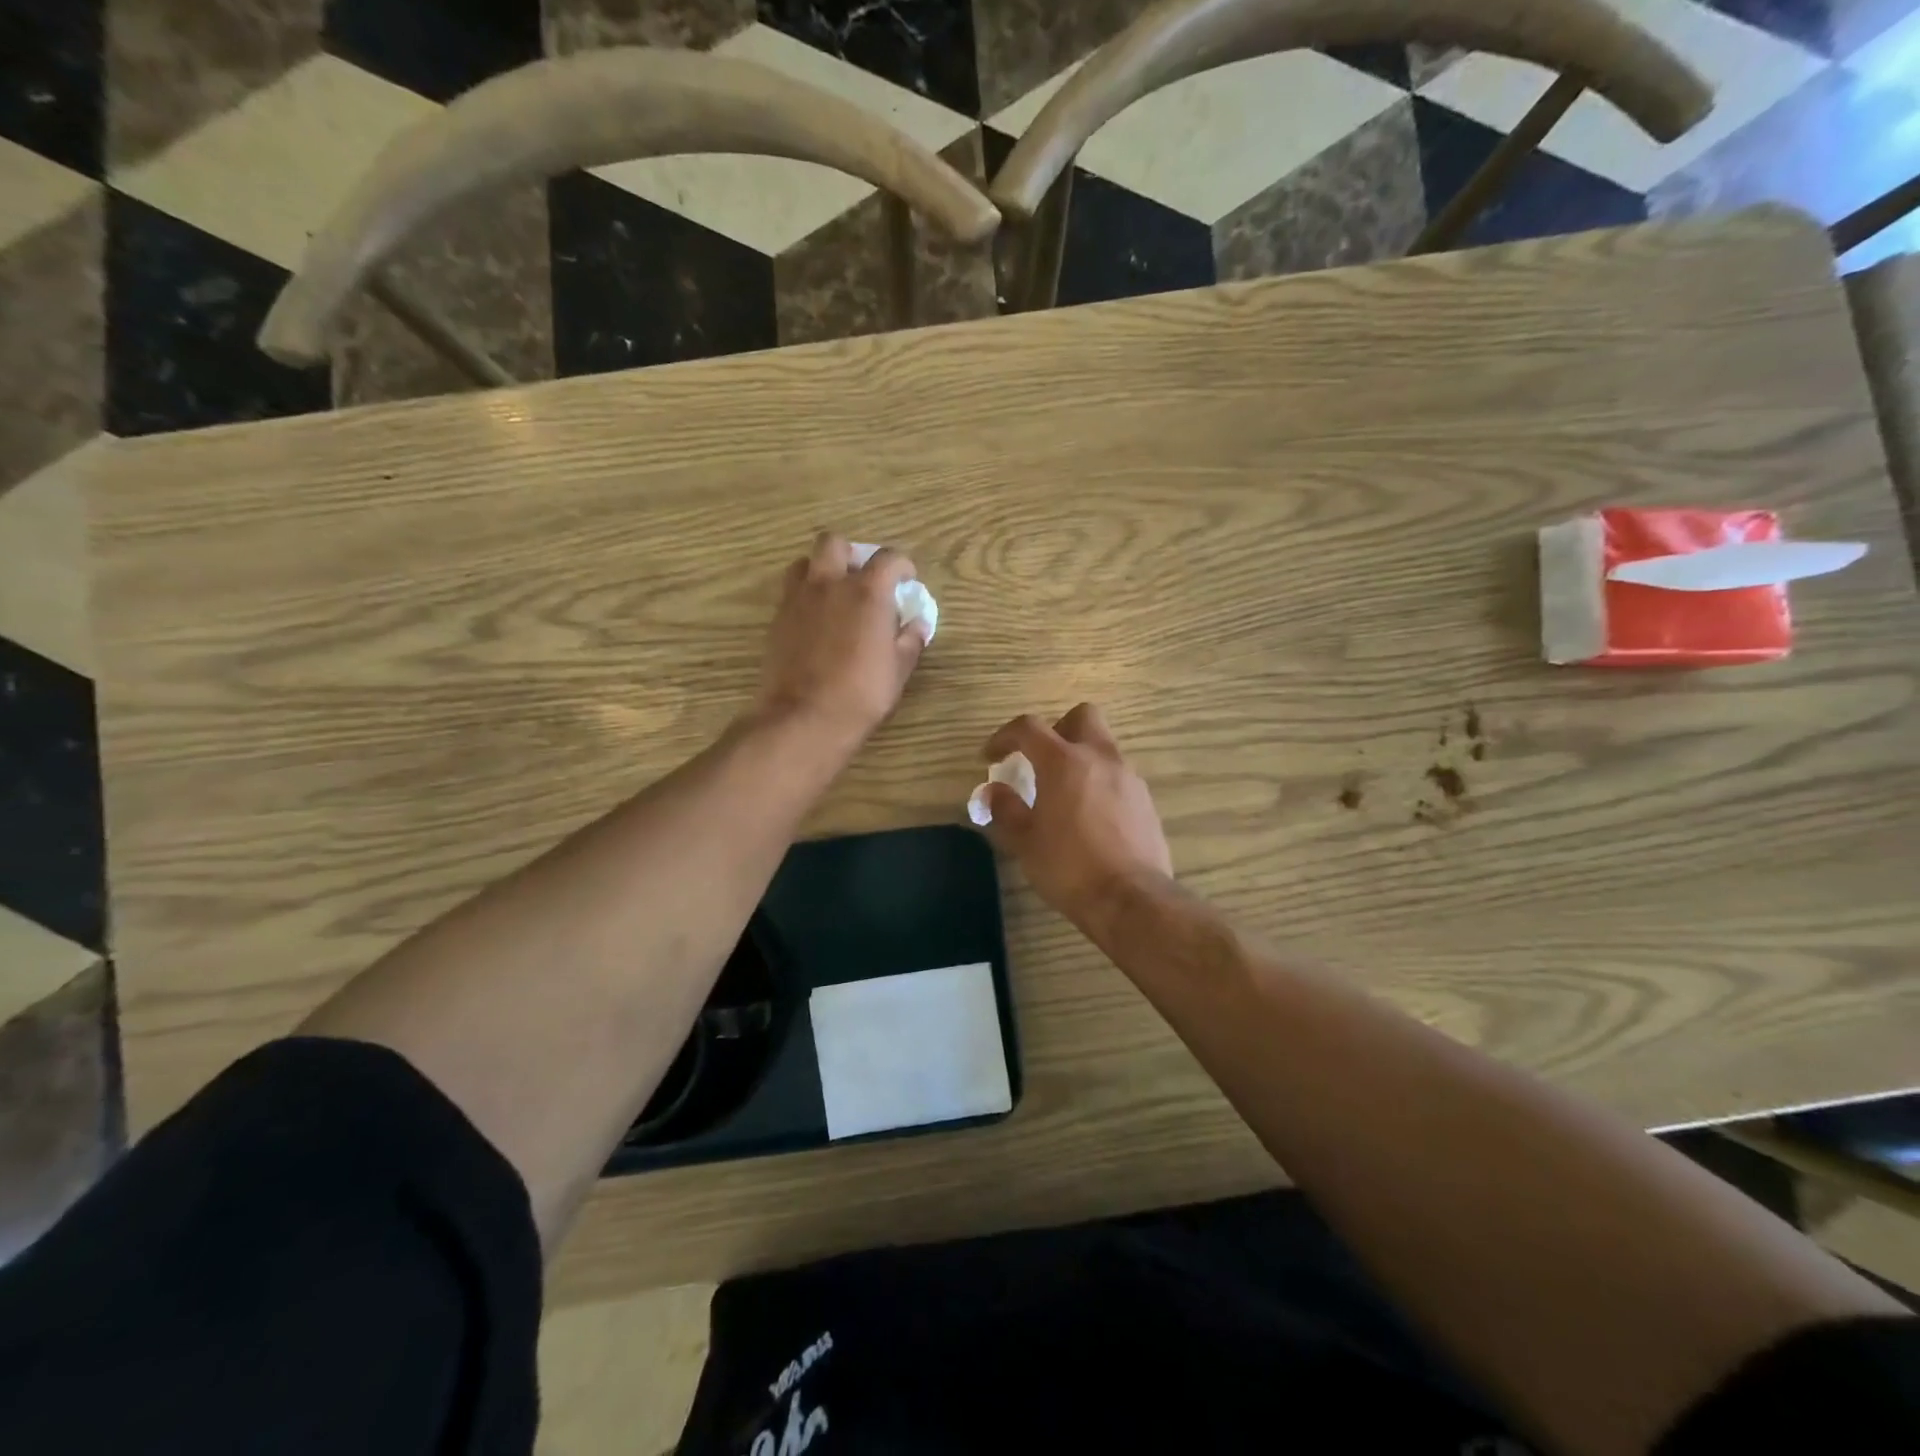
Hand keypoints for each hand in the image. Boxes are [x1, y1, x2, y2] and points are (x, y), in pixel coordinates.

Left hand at [754, 533, 926, 744]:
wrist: (804, 717)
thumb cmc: (861, 694)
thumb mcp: (898, 670)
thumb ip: (910, 641)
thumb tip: (918, 625)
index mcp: (866, 592)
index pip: (888, 558)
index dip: (902, 565)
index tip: (906, 580)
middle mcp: (829, 584)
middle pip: (834, 543)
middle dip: (851, 553)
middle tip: (861, 578)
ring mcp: (798, 600)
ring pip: (804, 563)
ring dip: (821, 570)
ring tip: (833, 594)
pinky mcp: (777, 620)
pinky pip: (790, 593)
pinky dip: (805, 597)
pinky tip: (816, 622)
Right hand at [979, 704, 1172, 922]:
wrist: (1131, 899)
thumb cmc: (1068, 867)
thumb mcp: (1025, 842)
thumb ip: (1006, 809)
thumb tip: (993, 791)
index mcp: (1064, 762)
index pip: (1029, 728)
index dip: (1005, 736)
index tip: (992, 756)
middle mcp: (1100, 758)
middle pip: (1082, 716)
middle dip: (1058, 729)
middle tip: (1041, 759)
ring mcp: (1129, 777)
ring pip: (1103, 747)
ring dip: (1081, 758)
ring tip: (1064, 794)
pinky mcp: (1146, 801)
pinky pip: (1118, 776)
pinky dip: (1100, 783)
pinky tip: (1090, 817)